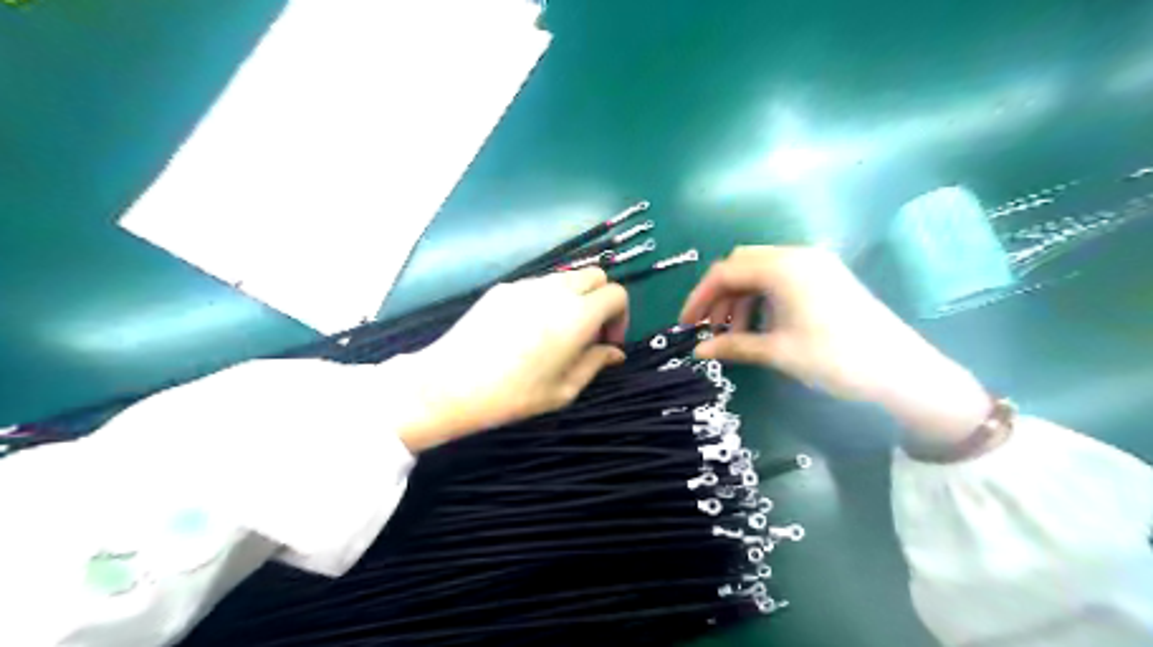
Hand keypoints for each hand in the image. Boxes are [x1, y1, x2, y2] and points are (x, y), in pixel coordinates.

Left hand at [399, 266, 628, 448]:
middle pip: (595, 275)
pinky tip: (526, 329)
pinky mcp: (502, 288)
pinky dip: (546, 299)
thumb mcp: (563, 390)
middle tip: (588, 333)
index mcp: (578, 314)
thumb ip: (595, 364)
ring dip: (574, 297)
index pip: (616, 294)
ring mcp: (526, 284)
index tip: (607, 343)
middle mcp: (556, 289)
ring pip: (565, 277)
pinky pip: (537, 285)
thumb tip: (614, 352)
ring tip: (556, 332)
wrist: (451, 383)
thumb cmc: (514, 394)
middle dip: (601, 300)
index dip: (620, 318)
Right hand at [682, 246, 991, 446]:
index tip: (686, 324)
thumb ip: (733, 346)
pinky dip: (763, 299)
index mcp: (783, 267)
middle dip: (720, 296)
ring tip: (736, 336)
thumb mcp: (778, 352)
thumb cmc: (835, 359)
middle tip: (710, 328)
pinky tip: (762, 327)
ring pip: (761, 272)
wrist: (903, 372)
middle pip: (741, 265)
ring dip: (741, 299)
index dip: (700, 297)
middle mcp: (797, 256)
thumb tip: (698, 351)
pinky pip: (781, 279)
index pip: (726, 271)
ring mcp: (816, 264)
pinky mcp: (827, 277)